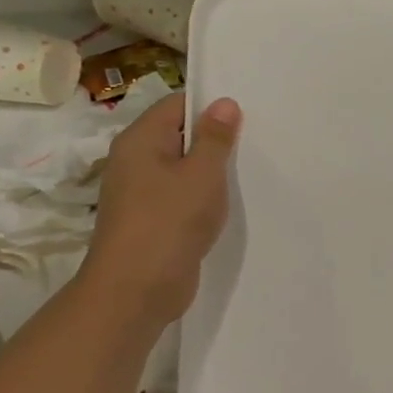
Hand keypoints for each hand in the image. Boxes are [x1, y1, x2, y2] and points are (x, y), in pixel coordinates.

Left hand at [79, 92, 242, 325]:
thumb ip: (215, 137)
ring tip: (249, 167)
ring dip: (211, 168)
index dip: (210, 105)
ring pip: (182, 167)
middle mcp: (135, 161)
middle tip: (257, 138)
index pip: (176, 105)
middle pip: (179, 135)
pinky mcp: (152, 219)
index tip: (247, 112)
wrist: (136, 290)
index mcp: (140, 141)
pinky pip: (181, 194)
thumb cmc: (169, 222)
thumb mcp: (202, 173)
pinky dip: (204, 193)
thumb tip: (224, 103)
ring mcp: (141, 192)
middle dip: (215, 137)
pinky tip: (230, 200)